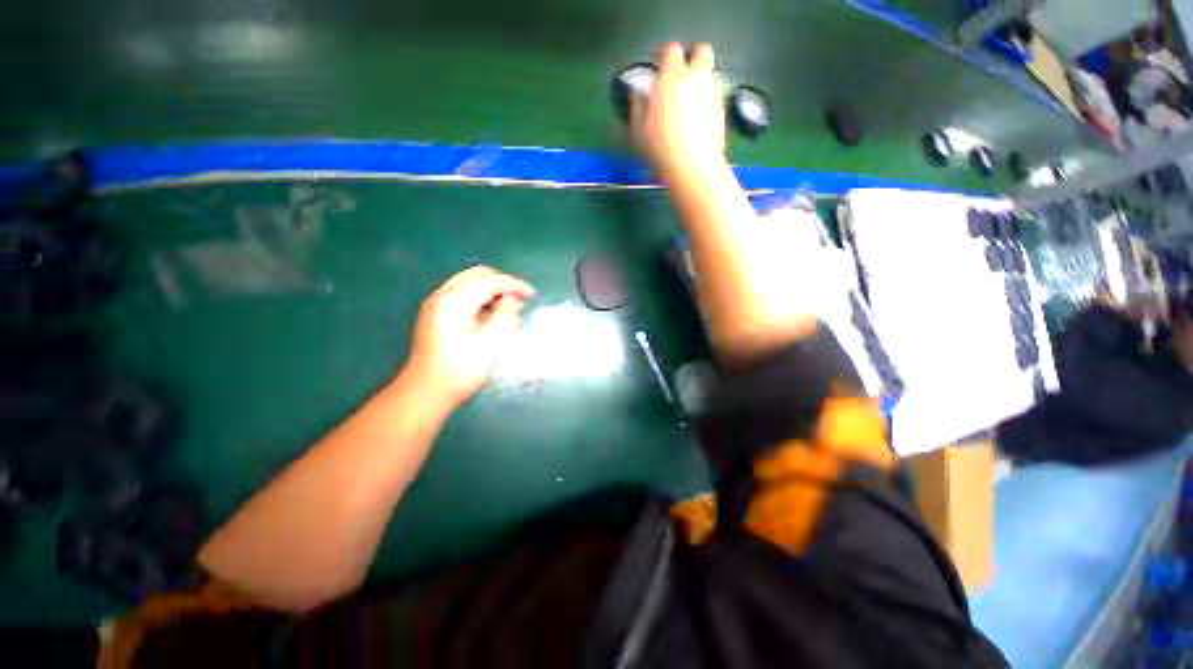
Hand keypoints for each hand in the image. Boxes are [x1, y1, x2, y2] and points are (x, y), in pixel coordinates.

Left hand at [403, 266, 534, 411]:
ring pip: (470, 283)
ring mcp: (437, 305)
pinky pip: (464, 294)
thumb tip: (514, 300)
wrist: (426, 393)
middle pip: (477, 275)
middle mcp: (442, 296)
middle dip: (502, 283)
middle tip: (521, 298)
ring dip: (492, 289)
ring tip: (510, 306)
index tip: (532, 295)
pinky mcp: (437, 314)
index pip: (489, 281)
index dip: (513, 285)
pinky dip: (481, 297)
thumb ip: (506, 316)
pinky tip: (492, 314)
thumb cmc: (461, 371)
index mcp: (453, 302)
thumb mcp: (490, 344)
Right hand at [631, 43, 725, 177]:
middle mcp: (696, 79)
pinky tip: (697, 122)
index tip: (661, 64)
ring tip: (688, 103)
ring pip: (710, 75)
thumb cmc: (661, 149)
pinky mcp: (722, 112)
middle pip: (702, 52)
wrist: (692, 168)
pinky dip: (707, 103)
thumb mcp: (638, 129)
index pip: (671, 50)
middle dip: (693, 58)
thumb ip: (638, 105)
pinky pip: (715, 98)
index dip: (665, 55)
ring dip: (701, 82)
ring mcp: (713, 94)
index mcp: (672, 78)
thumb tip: (640, 94)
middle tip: (682, 75)